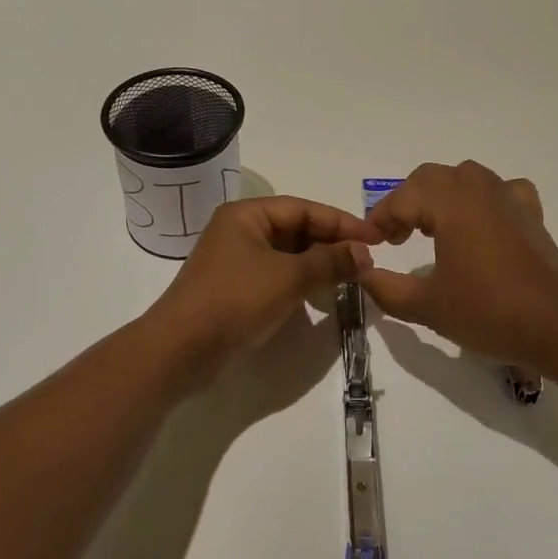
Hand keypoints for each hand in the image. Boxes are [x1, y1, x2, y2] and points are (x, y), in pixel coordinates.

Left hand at [144, 196, 383, 387]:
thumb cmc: (235, 300)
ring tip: (352, 278)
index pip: (303, 209)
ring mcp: (237, 262)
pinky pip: (278, 276)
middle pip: (296, 230)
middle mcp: (240, 231)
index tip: (375, 237)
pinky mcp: (237, 290)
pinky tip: (322, 296)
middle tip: (367, 260)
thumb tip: (364, 252)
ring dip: (319, 264)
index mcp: (246, 215)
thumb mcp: (288, 277)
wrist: (182, 350)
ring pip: (289, 255)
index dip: (341, 222)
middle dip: (332, 244)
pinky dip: (302, 282)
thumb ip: (329, 262)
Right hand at [359, 161, 557, 373]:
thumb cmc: (489, 311)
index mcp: (449, 202)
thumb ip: (386, 289)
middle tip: (395, 237)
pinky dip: (483, 199)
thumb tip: (363, 275)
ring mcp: (508, 197)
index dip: (380, 219)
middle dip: (406, 203)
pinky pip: (500, 190)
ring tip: (431, 229)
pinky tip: (481, 222)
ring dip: (440, 196)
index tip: (370, 244)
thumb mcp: (427, 306)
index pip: (402, 199)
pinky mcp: (531, 214)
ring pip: (464, 178)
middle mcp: (478, 188)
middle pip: (430, 179)